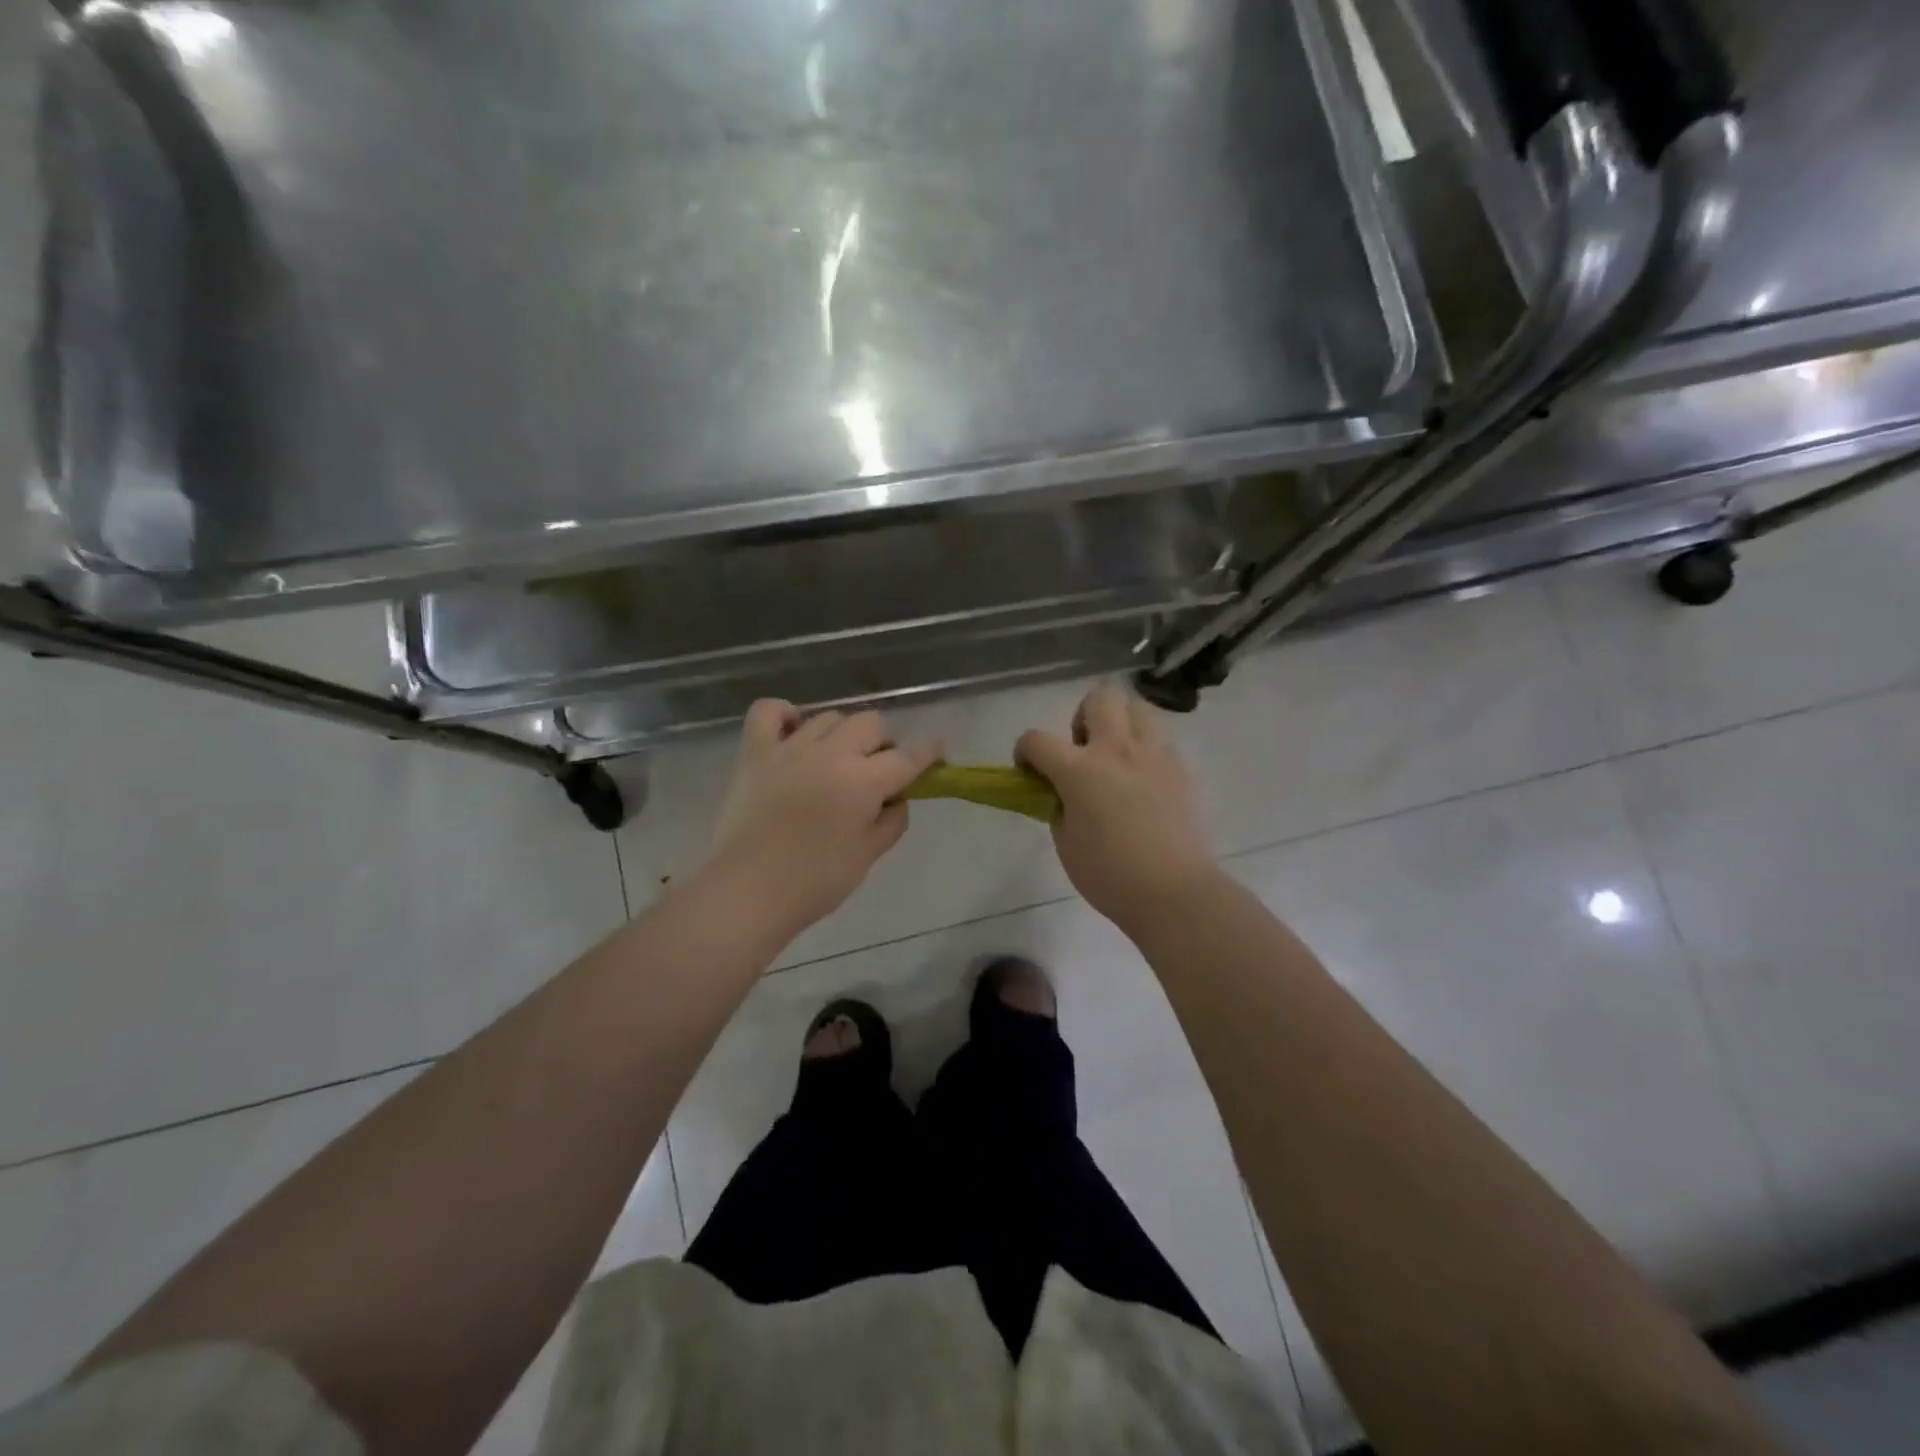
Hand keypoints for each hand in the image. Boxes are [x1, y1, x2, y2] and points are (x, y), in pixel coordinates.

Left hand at [707, 701, 942, 935]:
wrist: (748, 891)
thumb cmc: (815, 881)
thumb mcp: (869, 856)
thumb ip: (892, 821)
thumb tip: (897, 798)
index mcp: (864, 781)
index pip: (908, 756)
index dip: (928, 752)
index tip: (936, 752)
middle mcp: (831, 753)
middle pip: (871, 723)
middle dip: (882, 743)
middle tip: (876, 772)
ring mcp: (790, 747)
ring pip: (829, 717)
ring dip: (842, 735)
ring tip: (835, 761)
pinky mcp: (755, 751)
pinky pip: (770, 711)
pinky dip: (785, 715)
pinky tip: (793, 732)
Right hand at [1017, 683, 1216, 925]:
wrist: (1174, 891)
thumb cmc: (1110, 874)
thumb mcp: (1065, 842)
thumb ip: (1059, 806)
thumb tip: (1063, 793)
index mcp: (1079, 770)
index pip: (1037, 739)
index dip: (1025, 751)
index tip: (1029, 770)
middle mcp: (1117, 750)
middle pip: (1099, 698)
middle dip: (1082, 717)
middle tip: (1082, 750)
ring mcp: (1154, 755)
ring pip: (1138, 707)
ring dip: (1120, 722)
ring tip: (1116, 755)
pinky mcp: (1181, 769)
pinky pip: (1160, 740)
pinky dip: (1146, 749)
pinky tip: (1143, 780)